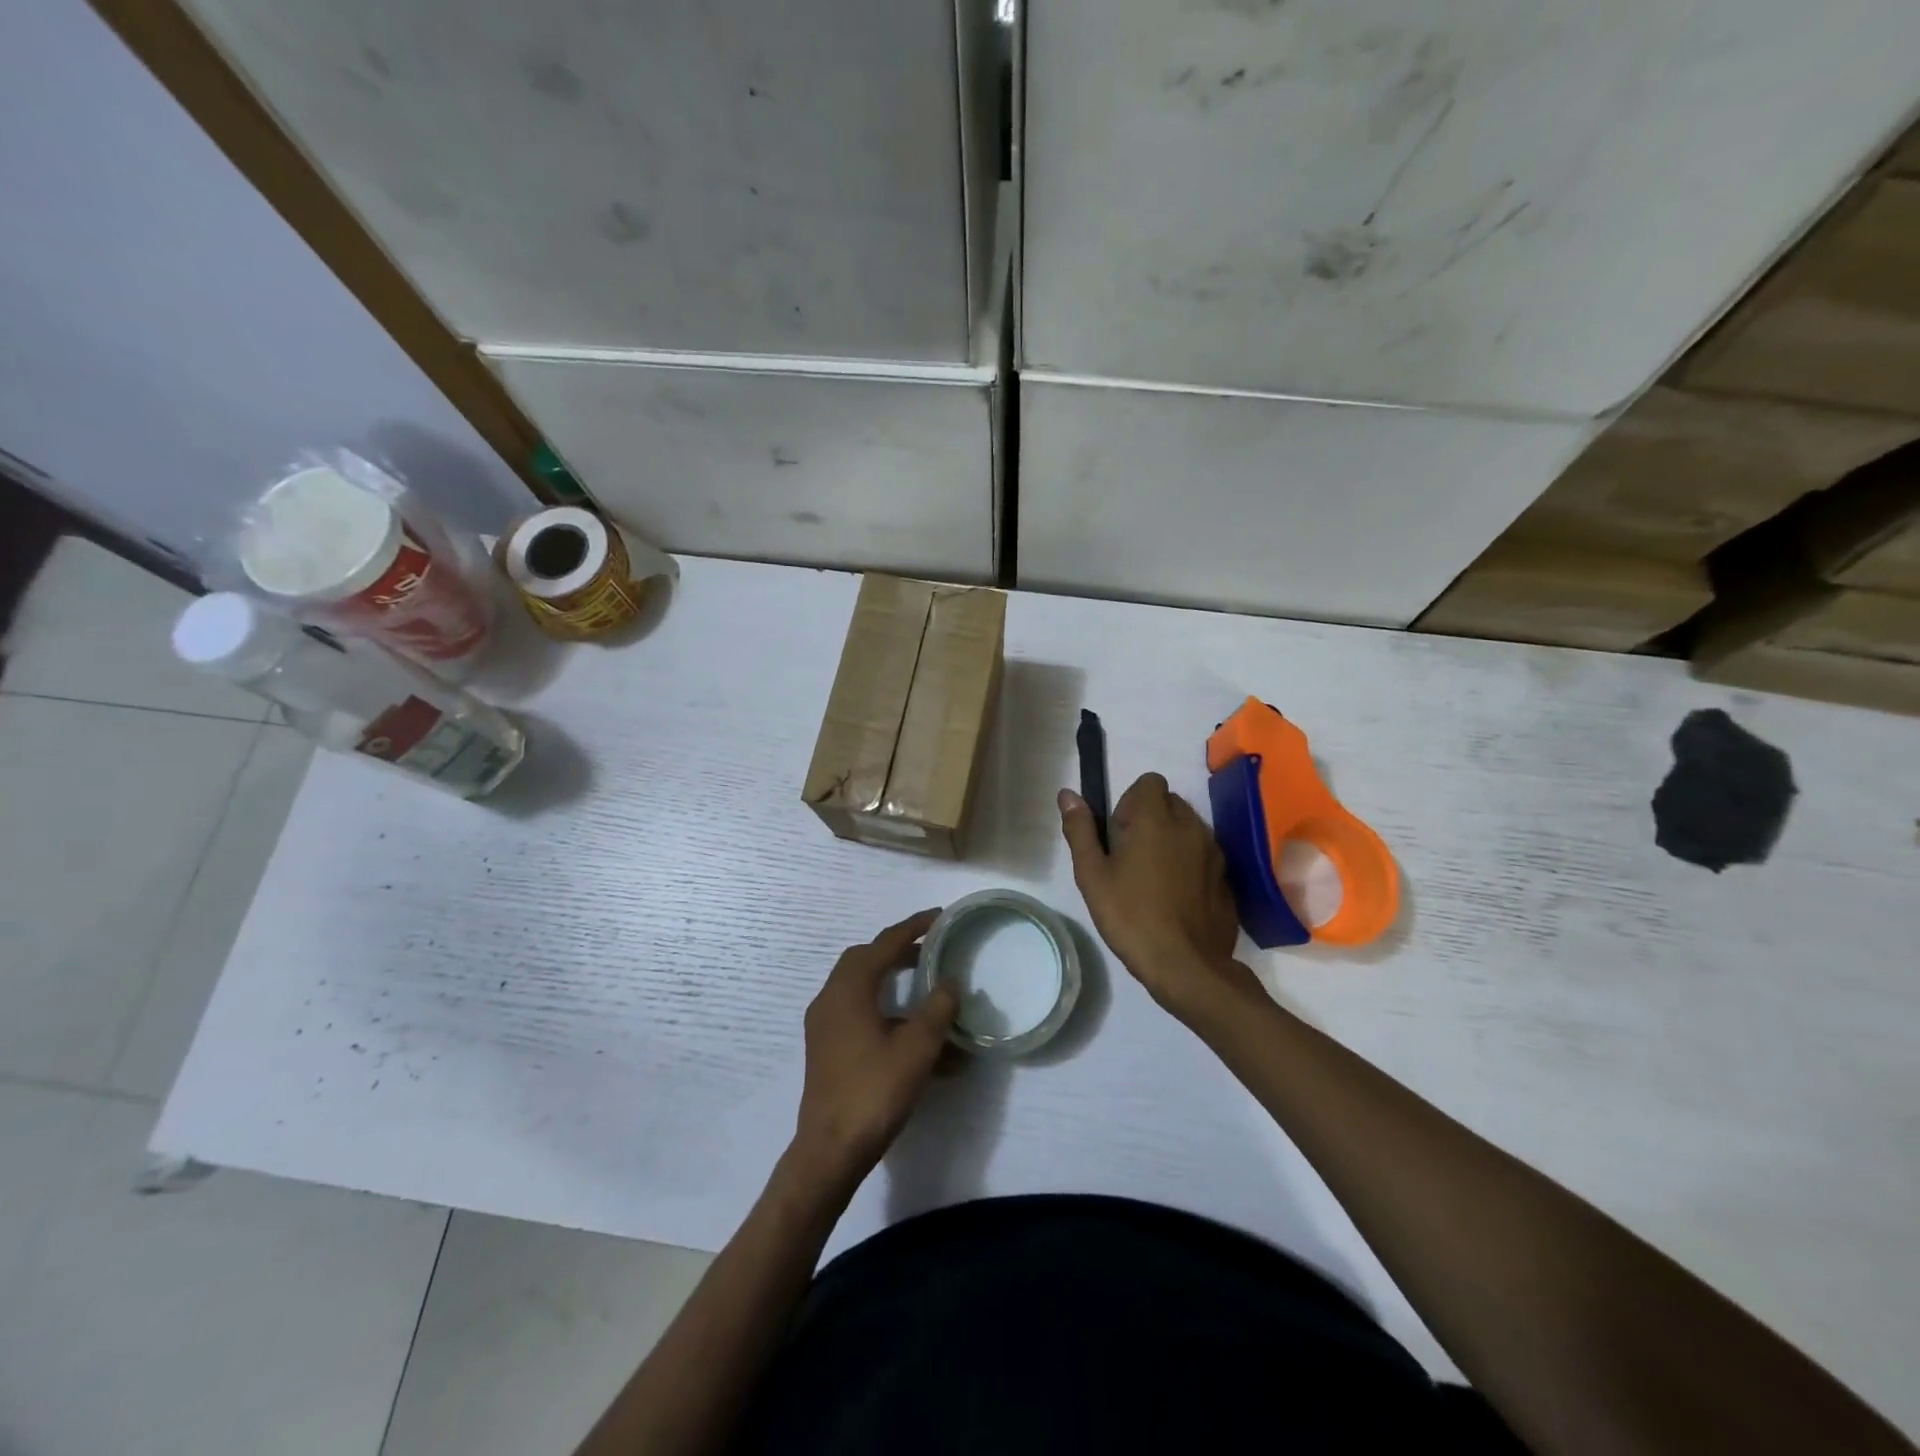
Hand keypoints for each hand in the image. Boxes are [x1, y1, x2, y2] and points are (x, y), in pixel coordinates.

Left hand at [792, 910, 958, 1183]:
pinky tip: (908, 1029)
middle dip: (897, 950)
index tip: (939, 917)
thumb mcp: (917, 1048)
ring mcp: (824, 1024)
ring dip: (889, 978)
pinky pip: (855, 1010)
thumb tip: (950, 982)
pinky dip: (882, 1006)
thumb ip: (937, 1009)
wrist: (830, 1150)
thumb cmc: (874, 1091)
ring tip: (924, 985)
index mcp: (849, 989)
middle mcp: (830, 998)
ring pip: (859, 985)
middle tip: (929, 950)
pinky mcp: (826, 1047)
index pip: (884, 944)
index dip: (913, 927)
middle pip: (865, 959)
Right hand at [1059, 775, 1256, 1014]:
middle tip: (1130, 858)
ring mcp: (1214, 851)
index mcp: (1156, 819)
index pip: (1149, 781)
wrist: (1187, 965)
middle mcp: (1190, 825)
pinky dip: (1189, 863)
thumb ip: (1080, 830)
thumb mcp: (1092, 875)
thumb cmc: (1130, 916)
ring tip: (1152, 879)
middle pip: (1169, 802)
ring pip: (1188, 828)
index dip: (1130, 802)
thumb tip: (1067, 794)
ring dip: (1170, 840)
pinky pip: (1204, 855)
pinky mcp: (1226, 877)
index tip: (1118, 835)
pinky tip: (1175, 897)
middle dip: (1150, 819)